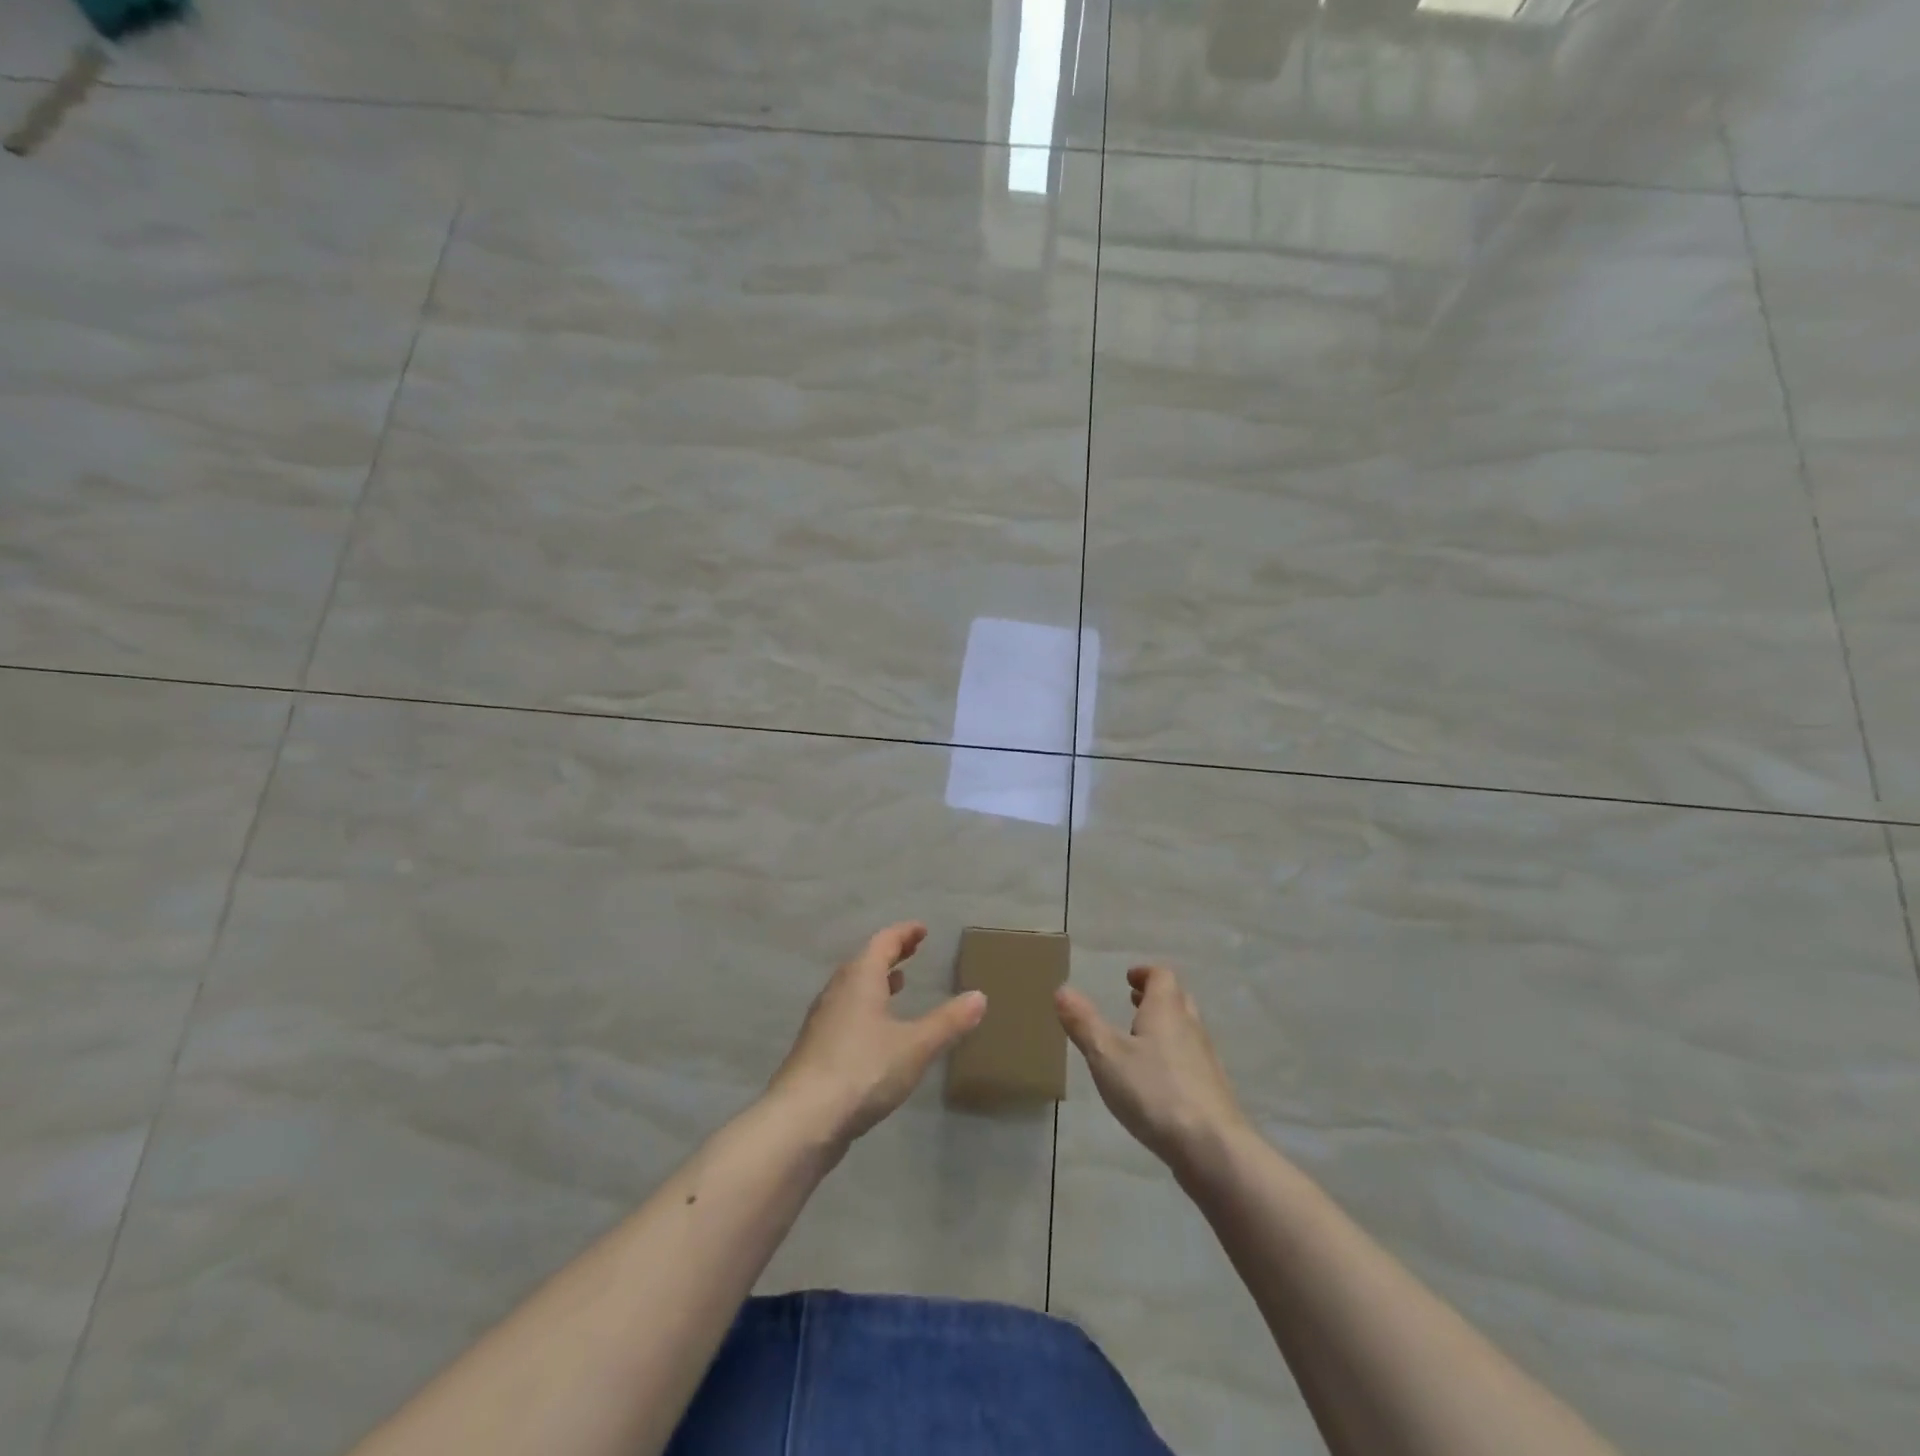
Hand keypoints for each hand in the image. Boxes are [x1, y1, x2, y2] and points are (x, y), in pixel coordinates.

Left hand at [769, 922, 986, 1145]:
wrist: (802, 1120)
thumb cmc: (863, 1070)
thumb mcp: (915, 1046)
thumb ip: (948, 1021)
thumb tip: (980, 996)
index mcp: (860, 978)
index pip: (883, 942)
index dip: (904, 933)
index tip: (922, 930)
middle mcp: (838, 990)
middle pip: (865, 961)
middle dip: (891, 954)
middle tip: (913, 950)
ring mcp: (823, 1020)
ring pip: (852, 987)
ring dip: (876, 980)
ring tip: (898, 983)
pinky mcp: (816, 1048)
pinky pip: (845, 1011)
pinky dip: (865, 1006)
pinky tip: (876, 1030)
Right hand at [1056, 965, 1248, 1177]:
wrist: (1213, 1148)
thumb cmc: (1154, 1092)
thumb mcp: (1106, 1056)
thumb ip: (1084, 1023)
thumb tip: (1062, 989)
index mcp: (1166, 1011)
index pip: (1162, 976)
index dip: (1145, 973)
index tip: (1128, 978)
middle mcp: (1190, 1027)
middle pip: (1177, 999)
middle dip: (1155, 997)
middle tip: (1133, 1002)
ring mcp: (1205, 1060)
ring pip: (1185, 1030)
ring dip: (1164, 1026)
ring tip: (1139, 1039)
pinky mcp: (1211, 1091)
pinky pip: (1190, 1059)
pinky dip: (1172, 1056)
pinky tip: (1156, 1080)